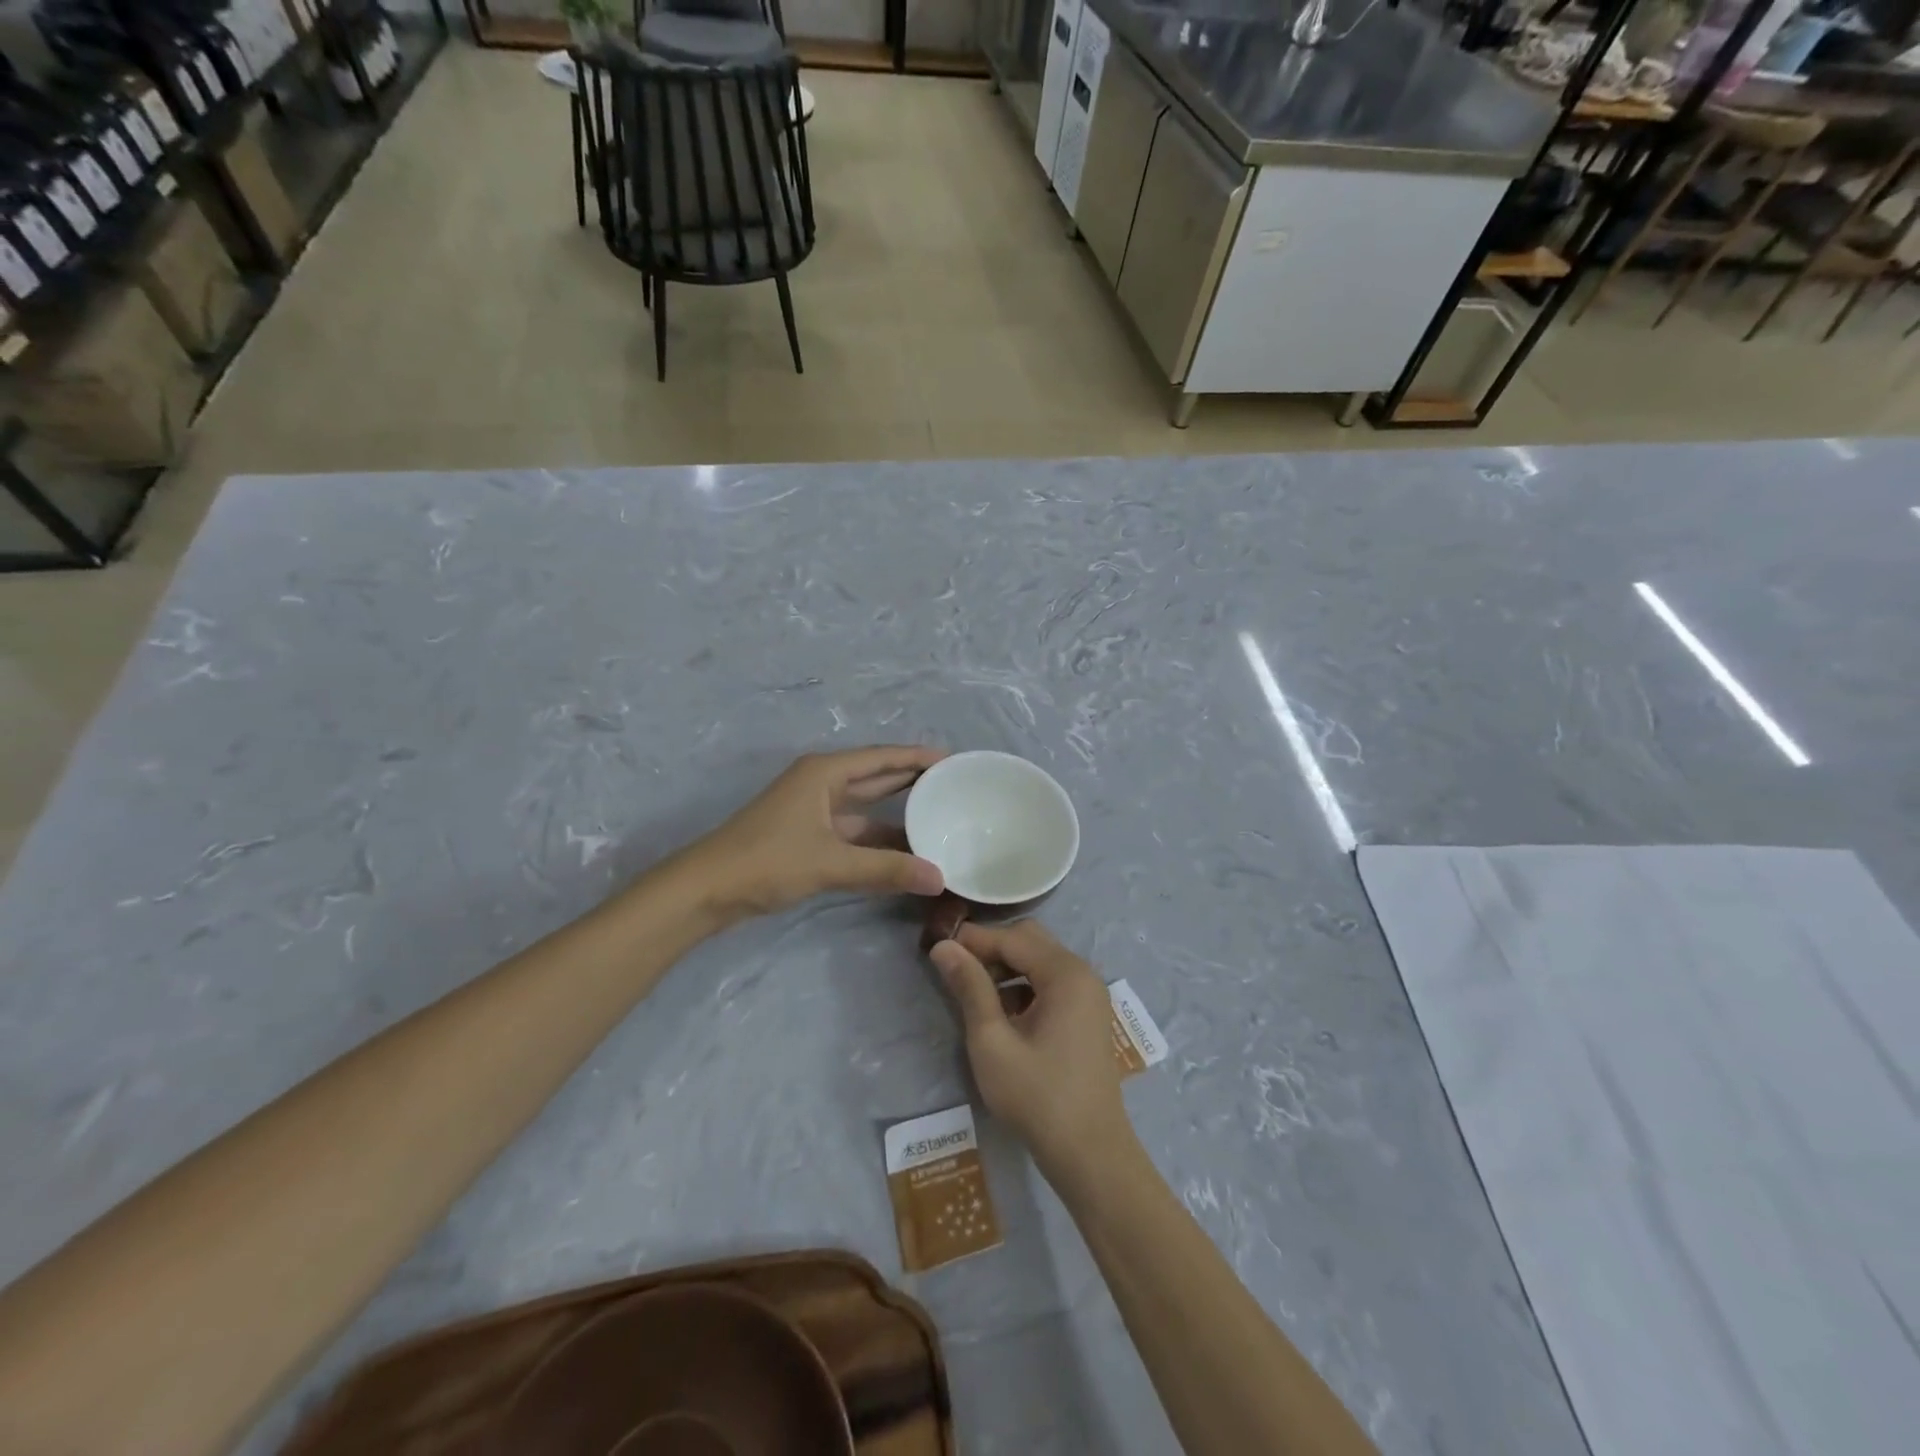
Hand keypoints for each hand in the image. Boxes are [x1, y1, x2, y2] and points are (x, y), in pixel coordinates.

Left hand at [682, 746, 945, 921]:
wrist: (706, 890)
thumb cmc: (766, 861)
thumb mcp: (830, 863)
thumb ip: (885, 870)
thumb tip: (939, 879)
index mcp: (825, 773)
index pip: (883, 758)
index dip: (918, 758)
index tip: (955, 760)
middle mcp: (821, 784)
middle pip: (875, 777)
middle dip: (912, 781)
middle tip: (954, 786)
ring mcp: (812, 811)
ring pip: (865, 808)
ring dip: (897, 815)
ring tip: (939, 819)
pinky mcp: (807, 837)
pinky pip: (854, 832)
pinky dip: (878, 840)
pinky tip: (904, 852)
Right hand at [929, 920, 1132, 1176]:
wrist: (1091, 1154)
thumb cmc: (1037, 1097)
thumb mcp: (992, 1042)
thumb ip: (969, 988)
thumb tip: (943, 947)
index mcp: (1065, 973)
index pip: (1012, 937)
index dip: (973, 939)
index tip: (937, 949)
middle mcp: (1083, 973)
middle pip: (1030, 941)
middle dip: (991, 949)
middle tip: (956, 971)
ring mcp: (1089, 994)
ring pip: (1040, 961)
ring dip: (1006, 968)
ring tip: (974, 994)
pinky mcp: (1087, 1015)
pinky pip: (1051, 983)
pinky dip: (1024, 986)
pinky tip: (1002, 1014)